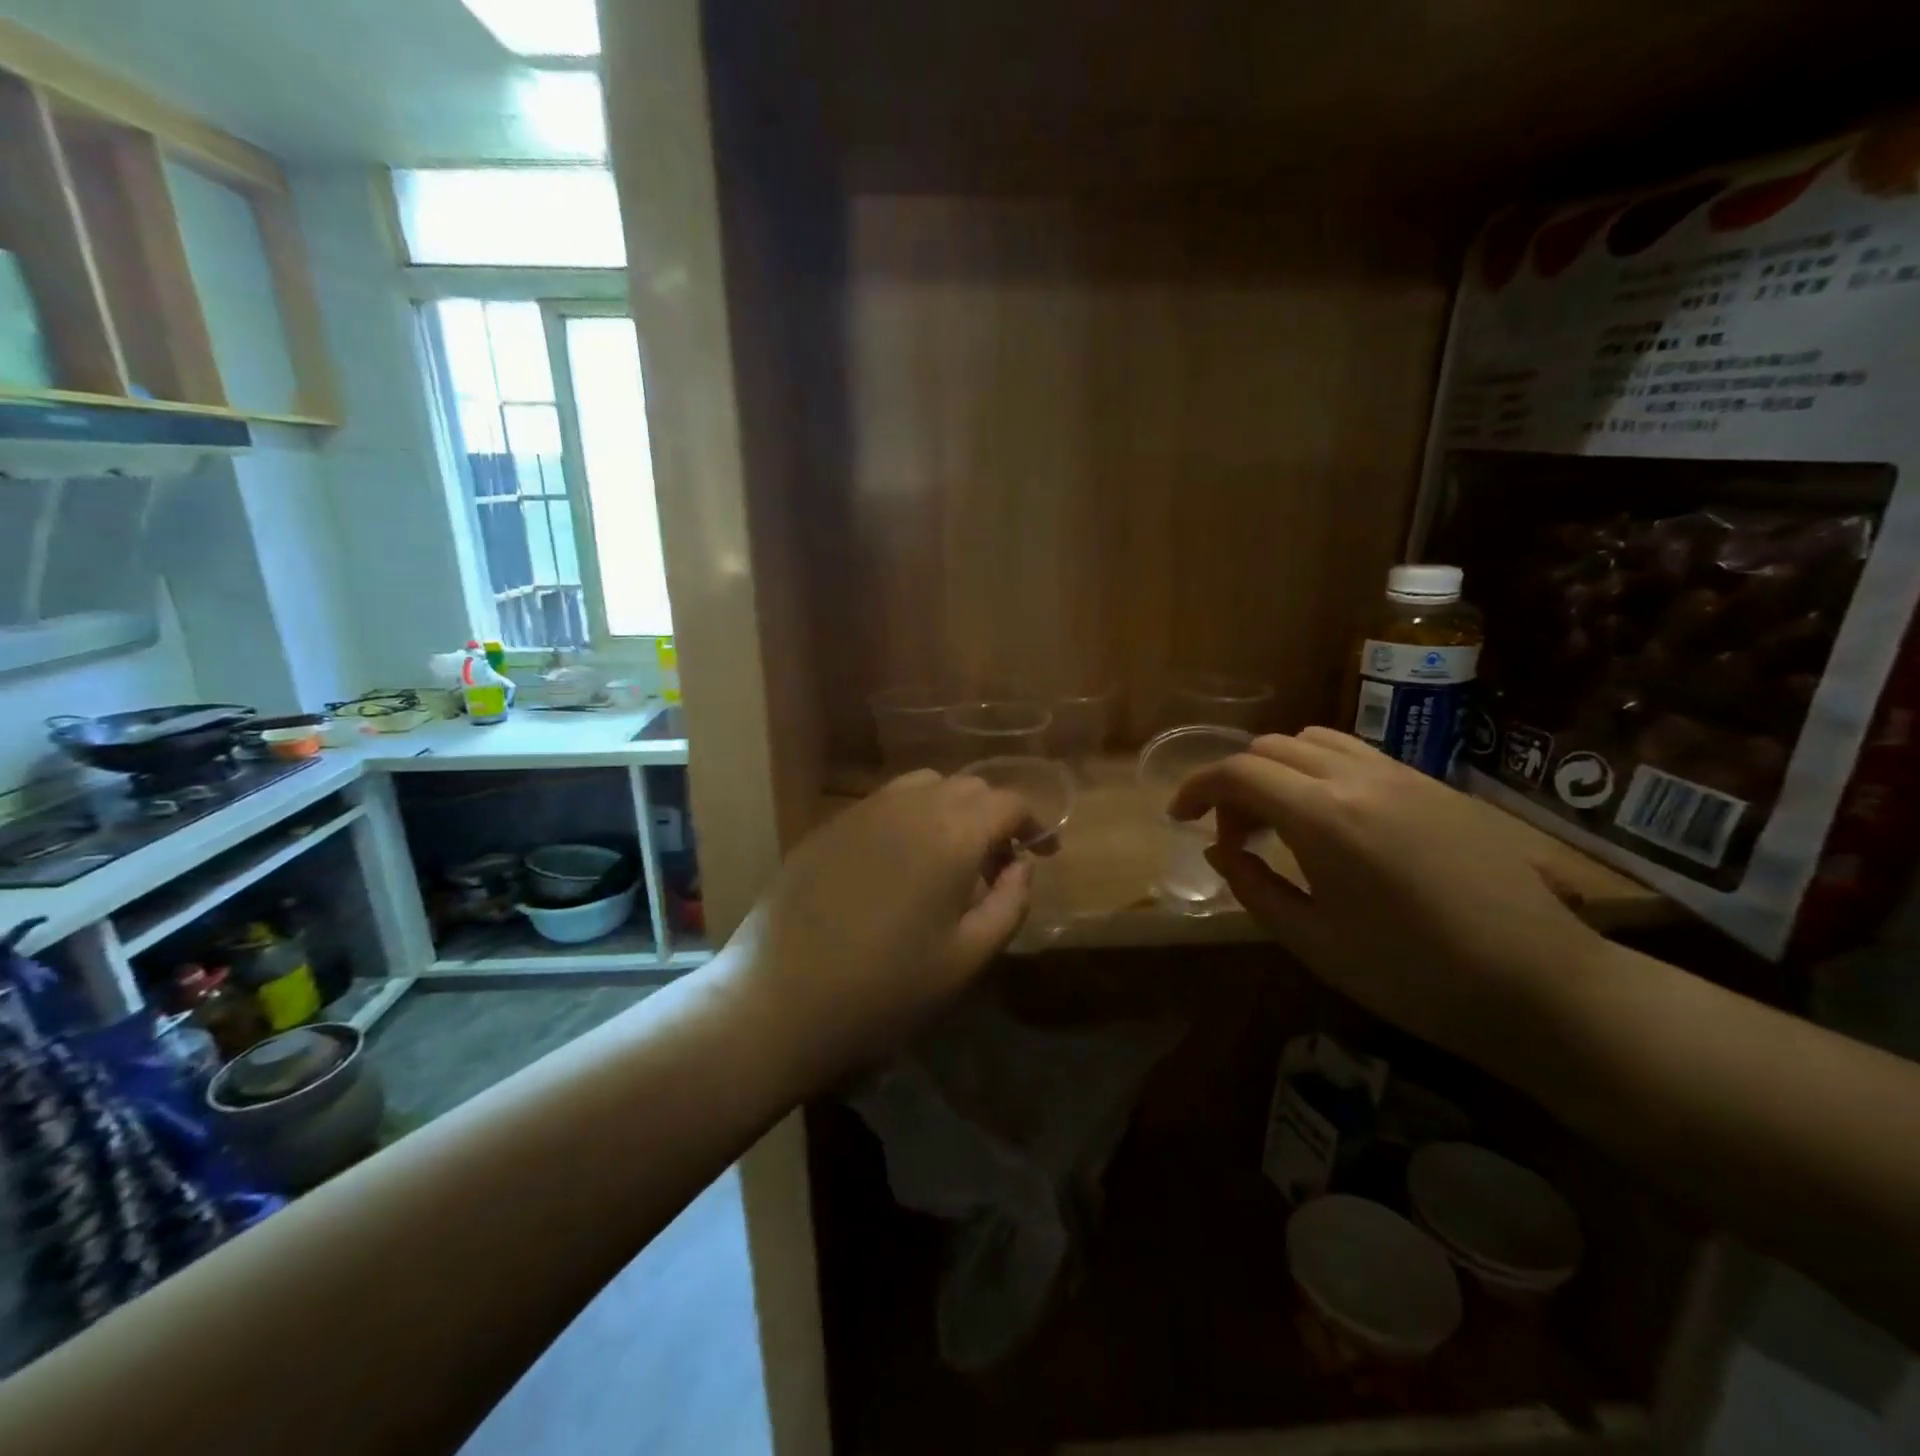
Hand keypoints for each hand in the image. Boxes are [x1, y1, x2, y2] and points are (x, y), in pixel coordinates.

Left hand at [728, 770, 1046, 1078]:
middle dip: (994, 816)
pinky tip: (899, 864)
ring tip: (949, 859)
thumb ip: (1010, 904)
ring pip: (924, 786)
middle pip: (968, 787)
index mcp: (951, 834)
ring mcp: (863, 811)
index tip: (1044, 853)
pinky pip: (885, 803)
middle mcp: (909, 806)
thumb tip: (1023, 866)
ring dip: (951, 810)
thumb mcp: (966, 958)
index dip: (1034, 823)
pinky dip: (910, 818)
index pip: (1008, 802)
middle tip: (997, 865)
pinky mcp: (830, 825)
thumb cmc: (885, 989)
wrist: (778, 999)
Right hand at [1168, 728, 1607, 1064]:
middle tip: (1236, 836)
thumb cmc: (1413, 975)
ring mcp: (1404, 776)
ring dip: (1279, 769)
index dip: (1197, 788)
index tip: (1179, 816)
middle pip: (1271, 747)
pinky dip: (1321, 771)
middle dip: (1236, 783)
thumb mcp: (1312, 940)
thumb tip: (1218, 849)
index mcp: (1323, 817)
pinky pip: (1359, 755)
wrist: (1542, 987)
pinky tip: (1334, 822)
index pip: (1237, 772)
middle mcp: (1359, 778)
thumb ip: (1252, 884)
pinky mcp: (1436, 787)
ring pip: (1315, 741)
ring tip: (1280, 821)